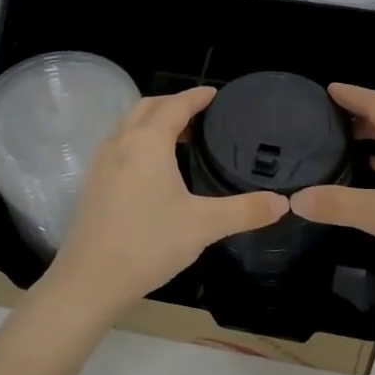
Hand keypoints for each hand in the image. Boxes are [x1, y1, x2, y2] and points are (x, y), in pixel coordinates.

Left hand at [44, 87, 287, 316]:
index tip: (216, 94)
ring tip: (182, 137)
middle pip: (148, 107)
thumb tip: (283, 203)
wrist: (91, 279)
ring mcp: (101, 162)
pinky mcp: (93, 183)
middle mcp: (121, 142)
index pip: (176, 105)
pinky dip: (140, 140)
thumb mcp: (204, 226)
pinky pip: (120, 145)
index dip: (197, 97)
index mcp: (148, 142)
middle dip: (174, 103)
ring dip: (154, 121)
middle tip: (201, 114)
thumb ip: (245, 211)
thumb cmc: (149, 243)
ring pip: (129, 125)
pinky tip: (154, 169)